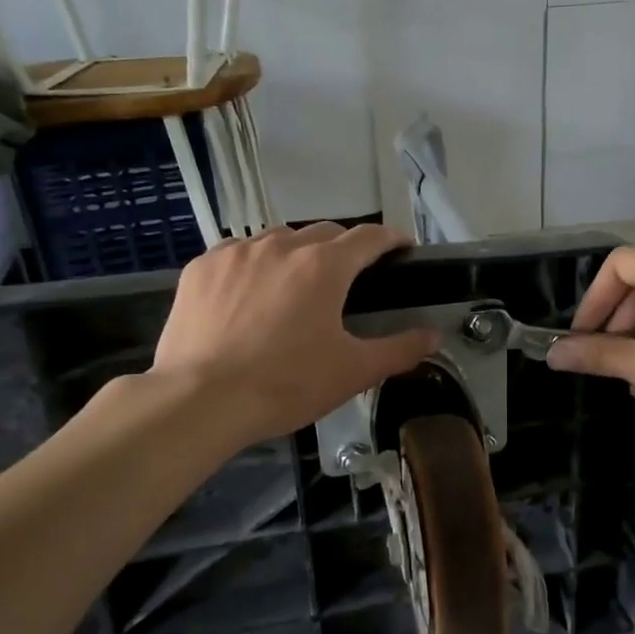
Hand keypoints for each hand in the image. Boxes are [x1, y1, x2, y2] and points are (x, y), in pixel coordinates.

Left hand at [150, 223, 438, 443]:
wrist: (200, 400)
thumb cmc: (286, 384)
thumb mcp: (352, 372)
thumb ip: (399, 350)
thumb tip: (434, 336)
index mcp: (324, 266)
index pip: (369, 237)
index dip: (391, 238)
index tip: (402, 247)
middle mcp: (281, 245)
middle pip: (323, 233)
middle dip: (344, 247)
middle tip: (351, 275)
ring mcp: (236, 252)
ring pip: (278, 239)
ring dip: (297, 252)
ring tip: (299, 282)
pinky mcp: (201, 268)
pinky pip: (238, 253)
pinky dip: (255, 264)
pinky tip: (251, 291)